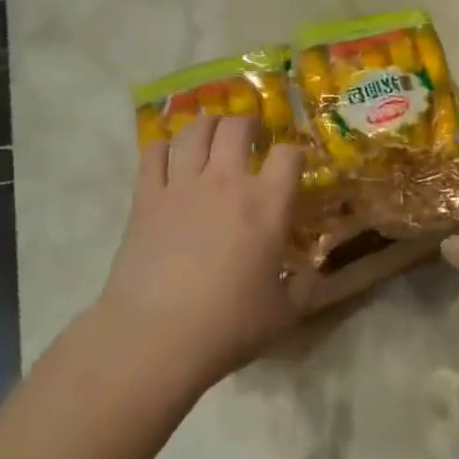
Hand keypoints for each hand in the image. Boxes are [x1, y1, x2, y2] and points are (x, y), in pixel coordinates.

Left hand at [99, 116, 305, 389]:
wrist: (157, 336)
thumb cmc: (228, 326)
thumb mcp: (284, 313)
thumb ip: (305, 287)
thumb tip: (312, 274)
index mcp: (267, 204)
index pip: (289, 154)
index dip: (295, 151)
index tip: (294, 162)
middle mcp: (226, 181)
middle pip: (237, 126)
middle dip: (248, 122)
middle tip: (251, 133)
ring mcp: (182, 185)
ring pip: (195, 131)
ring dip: (208, 124)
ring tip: (212, 133)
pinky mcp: (146, 197)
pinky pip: (154, 153)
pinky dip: (164, 146)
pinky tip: (170, 155)